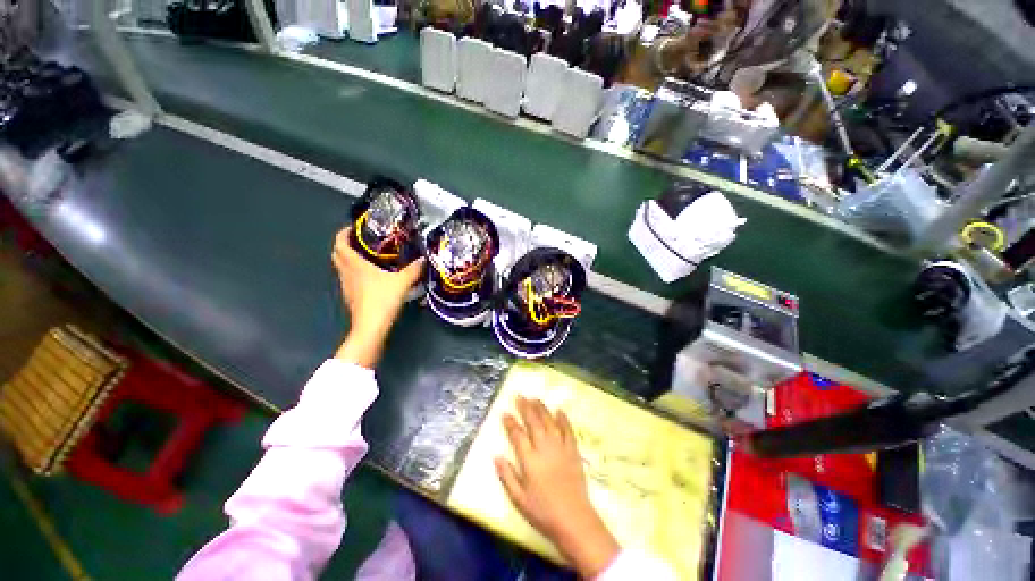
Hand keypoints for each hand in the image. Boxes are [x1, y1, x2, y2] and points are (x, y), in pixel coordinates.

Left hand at [331, 227, 423, 367]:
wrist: (371, 326)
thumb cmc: (383, 300)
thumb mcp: (402, 282)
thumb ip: (413, 269)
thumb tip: (424, 259)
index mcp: (356, 265)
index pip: (340, 244)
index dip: (343, 233)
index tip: (353, 227)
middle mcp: (347, 273)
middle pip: (337, 254)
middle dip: (344, 245)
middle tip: (360, 241)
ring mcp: (347, 286)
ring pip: (341, 267)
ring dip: (348, 259)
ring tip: (366, 256)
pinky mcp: (350, 297)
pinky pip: (349, 278)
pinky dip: (354, 272)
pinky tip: (369, 276)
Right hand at [495, 397, 619, 577]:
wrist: (574, 519)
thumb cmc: (543, 512)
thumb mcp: (519, 499)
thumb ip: (507, 476)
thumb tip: (496, 456)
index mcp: (529, 460)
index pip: (517, 435)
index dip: (510, 422)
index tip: (505, 412)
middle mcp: (544, 448)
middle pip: (533, 422)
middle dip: (525, 407)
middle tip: (519, 396)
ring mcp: (560, 447)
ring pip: (549, 421)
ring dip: (541, 408)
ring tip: (534, 398)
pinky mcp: (573, 450)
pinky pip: (567, 430)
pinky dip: (563, 419)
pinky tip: (559, 410)